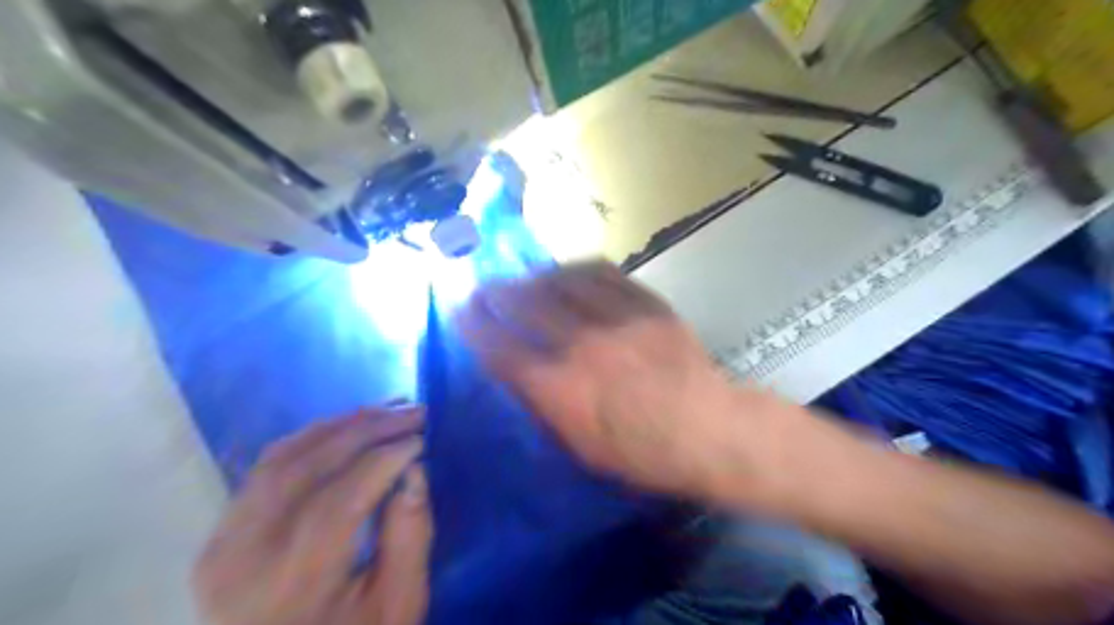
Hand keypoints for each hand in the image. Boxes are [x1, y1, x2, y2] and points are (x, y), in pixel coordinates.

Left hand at [193, 405, 432, 624]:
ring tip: (388, 409)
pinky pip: (267, 467)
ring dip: (341, 425)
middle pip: (306, 467)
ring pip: (282, 457)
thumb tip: (415, 471)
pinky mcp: (222, 533)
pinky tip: (348, 427)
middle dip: (367, 429)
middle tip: (413, 410)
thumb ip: (410, 538)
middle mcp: (244, 558)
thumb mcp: (397, 607)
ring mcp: (223, 542)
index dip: (384, 459)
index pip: (339, 500)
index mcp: (292, 586)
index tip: (422, 438)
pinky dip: (312, 438)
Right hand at [453, 261, 767, 502]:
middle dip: (497, 292)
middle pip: (525, 305)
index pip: (501, 349)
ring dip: (535, 276)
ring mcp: (615, 319)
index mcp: (559, 388)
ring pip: (562, 282)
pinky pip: (604, 273)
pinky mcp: (645, 304)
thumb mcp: (582, 449)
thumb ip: (548, 409)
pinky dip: (579, 268)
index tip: (460, 310)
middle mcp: (580, 345)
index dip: (475, 326)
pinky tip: (569, 270)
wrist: (707, 429)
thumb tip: (524, 378)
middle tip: (484, 285)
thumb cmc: (643, 454)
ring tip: (524, 276)